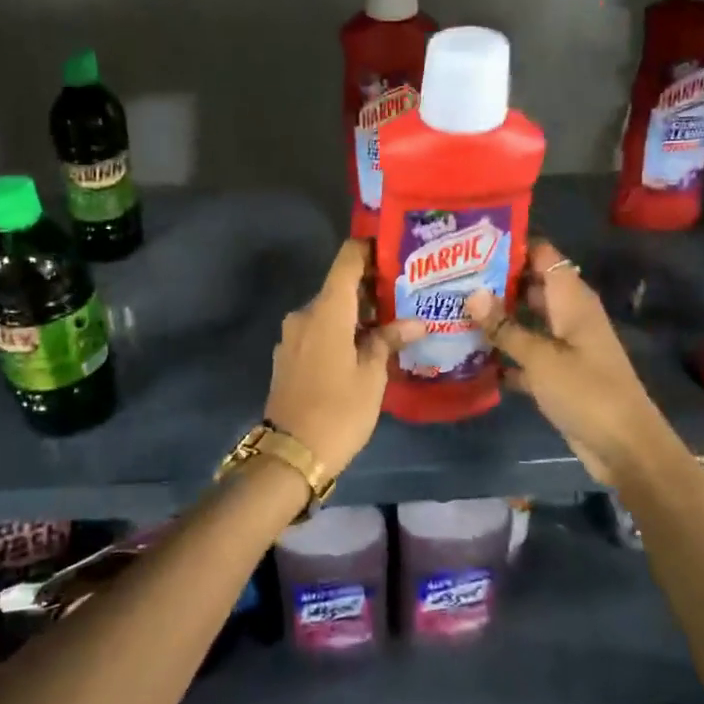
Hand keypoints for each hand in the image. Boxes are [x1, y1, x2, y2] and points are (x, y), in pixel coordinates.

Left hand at [264, 241, 424, 478]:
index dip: (369, 249)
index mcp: (326, 310)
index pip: (347, 259)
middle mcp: (304, 314)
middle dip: (370, 288)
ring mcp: (292, 336)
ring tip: (391, 324)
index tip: (394, 251)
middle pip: (339, 287)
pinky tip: (363, 348)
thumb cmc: (339, 410)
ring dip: (356, 314)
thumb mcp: (372, 376)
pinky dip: (340, 331)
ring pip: (329, 312)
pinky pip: (318, 331)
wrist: (290, 454)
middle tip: (405, 295)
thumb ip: (389, 340)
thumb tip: (415, 322)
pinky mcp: (288, 356)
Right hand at [464, 240, 677, 488]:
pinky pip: (526, 352)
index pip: (543, 255)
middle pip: (531, 285)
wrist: (624, 447)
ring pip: (526, 320)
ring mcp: (565, 344)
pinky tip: (470, 354)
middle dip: (495, 281)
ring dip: (496, 318)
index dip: (512, 245)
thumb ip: (504, 327)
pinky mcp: (559, 372)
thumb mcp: (540, 357)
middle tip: (450, 278)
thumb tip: (471, 294)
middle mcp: (569, 315)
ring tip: (452, 309)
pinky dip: (505, 352)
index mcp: (572, 299)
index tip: (471, 243)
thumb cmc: (585, 391)